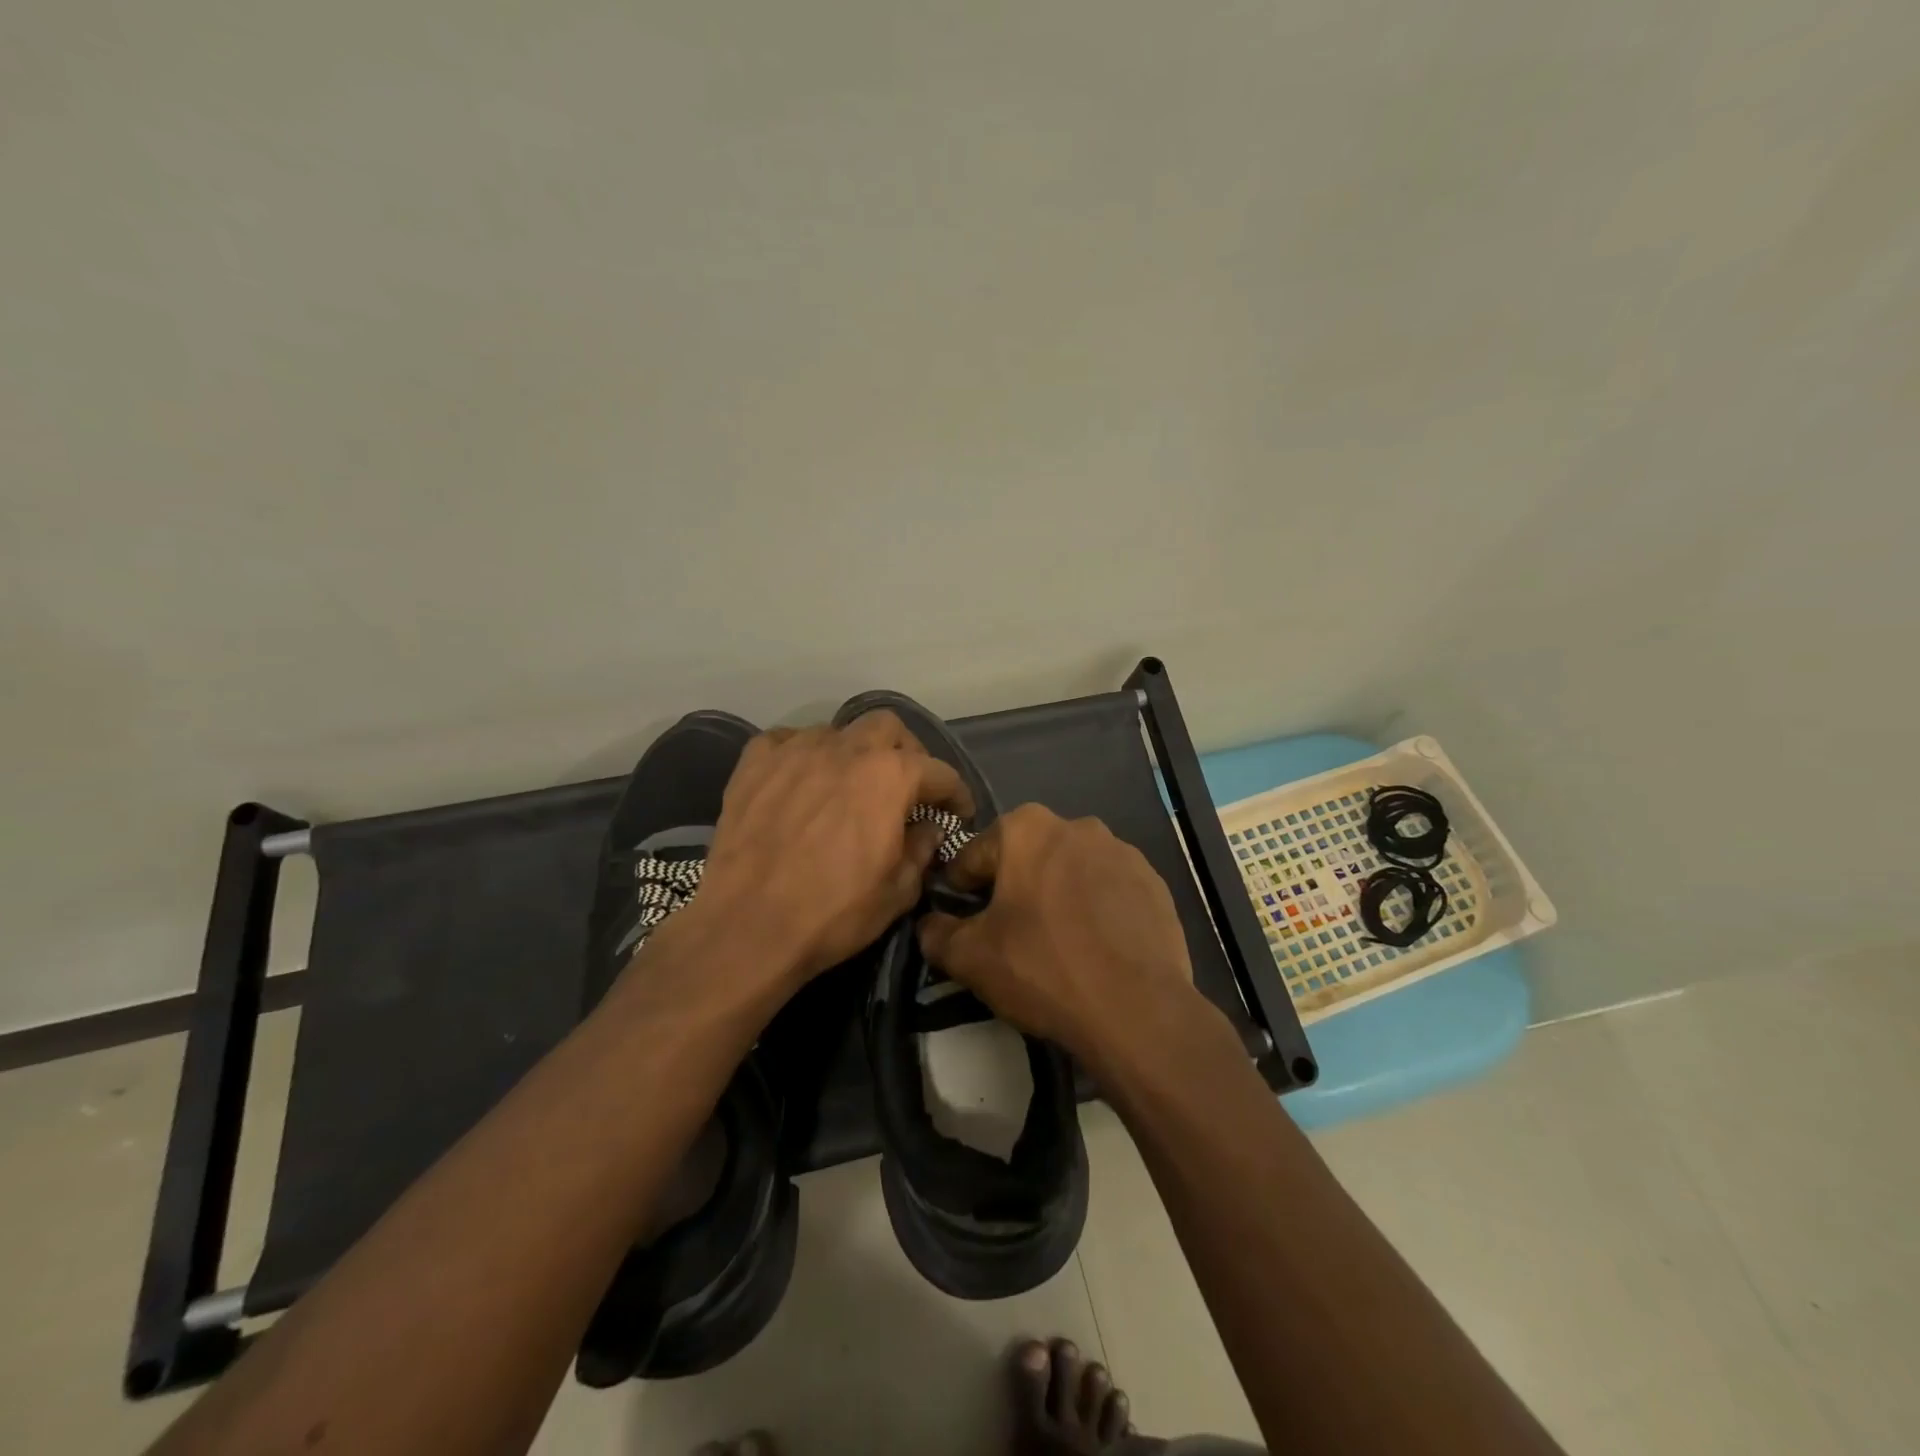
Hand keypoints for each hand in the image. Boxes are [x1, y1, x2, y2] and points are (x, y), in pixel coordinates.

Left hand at [689, 710, 972, 986]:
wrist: (747, 927)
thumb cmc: (833, 912)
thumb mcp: (898, 892)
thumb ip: (922, 850)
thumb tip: (928, 829)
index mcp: (890, 776)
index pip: (939, 771)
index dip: (955, 793)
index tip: (958, 812)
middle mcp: (846, 749)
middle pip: (888, 726)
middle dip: (905, 752)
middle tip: (904, 786)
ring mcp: (796, 750)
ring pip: (837, 731)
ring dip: (852, 752)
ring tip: (848, 784)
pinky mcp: (755, 763)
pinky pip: (786, 741)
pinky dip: (801, 755)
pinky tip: (800, 780)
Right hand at [917, 805, 1196, 1063]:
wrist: (1136, 1009)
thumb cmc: (1042, 969)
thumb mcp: (970, 958)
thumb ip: (936, 933)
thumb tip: (930, 924)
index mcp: (1026, 828)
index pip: (974, 856)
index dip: (961, 891)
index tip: (962, 922)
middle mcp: (1076, 825)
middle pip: (1026, 858)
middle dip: (1013, 889)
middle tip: (1010, 935)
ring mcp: (1122, 852)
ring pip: (1070, 871)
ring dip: (1058, 896)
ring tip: (1058, 944)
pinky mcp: (1154, 882)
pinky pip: (1109, 890)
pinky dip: (1097, 909)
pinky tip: (1096, 948)